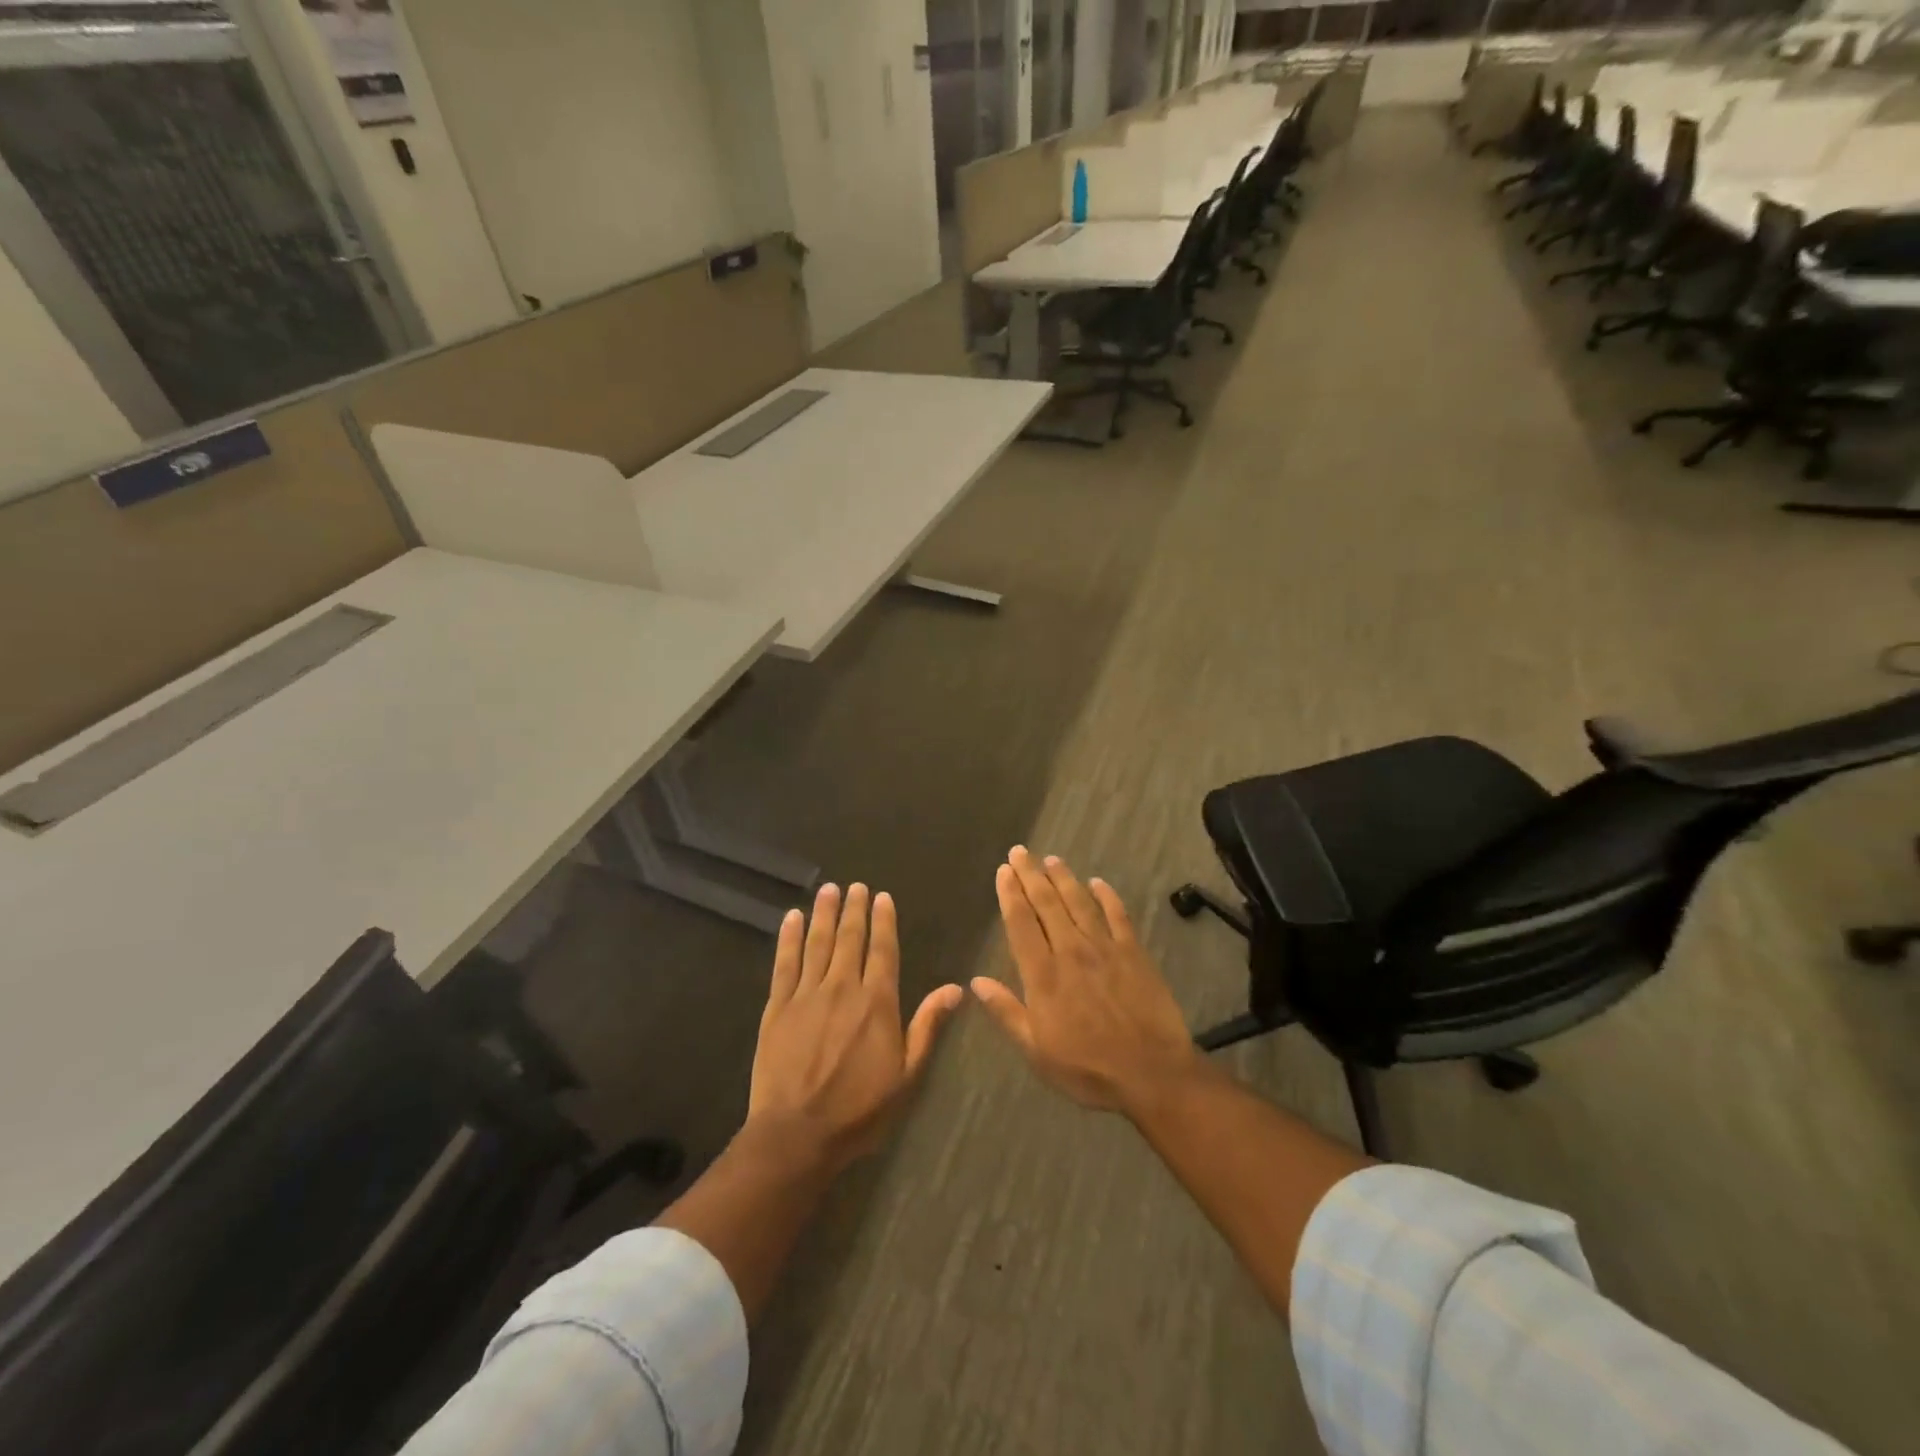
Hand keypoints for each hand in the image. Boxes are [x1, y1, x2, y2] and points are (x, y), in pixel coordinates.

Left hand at [748, 882, 961, 1170]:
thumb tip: (956, 987)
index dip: (883, 921)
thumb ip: (927, 1026)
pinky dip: (788, 938)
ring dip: (824, 914)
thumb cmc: (859, 1109)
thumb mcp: (906, 1074)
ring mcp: (806, 994)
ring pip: (817, 943)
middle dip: (854, 909)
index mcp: (876, 1002)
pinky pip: (784, 963)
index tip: (882, 897)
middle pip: (850, 938)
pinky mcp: (777, 1007)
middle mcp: (842, 987)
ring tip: (828, 890)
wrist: (798, 1134)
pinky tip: (791, 918)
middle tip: (856, 886)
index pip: (883, 950)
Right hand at [973, 847, 1202, 1118]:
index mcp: (1043, 974)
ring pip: (1079, 902)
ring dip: (1063, 878)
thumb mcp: (1036, 1050)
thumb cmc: (1087, 1068)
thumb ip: (1006, 1011)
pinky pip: (1118, 915)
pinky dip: (1107, 896)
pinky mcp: (1134, 952)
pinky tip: (1098, 882)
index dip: (1010, 894)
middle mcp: (1071, 950)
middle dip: (1030, 875)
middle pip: (1047, 903)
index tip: (1004, 871)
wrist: (1151, 1073)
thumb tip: (976, 982)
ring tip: (1050, 859)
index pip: (1021, 923)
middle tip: (1020, 851)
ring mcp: (1105, 948)